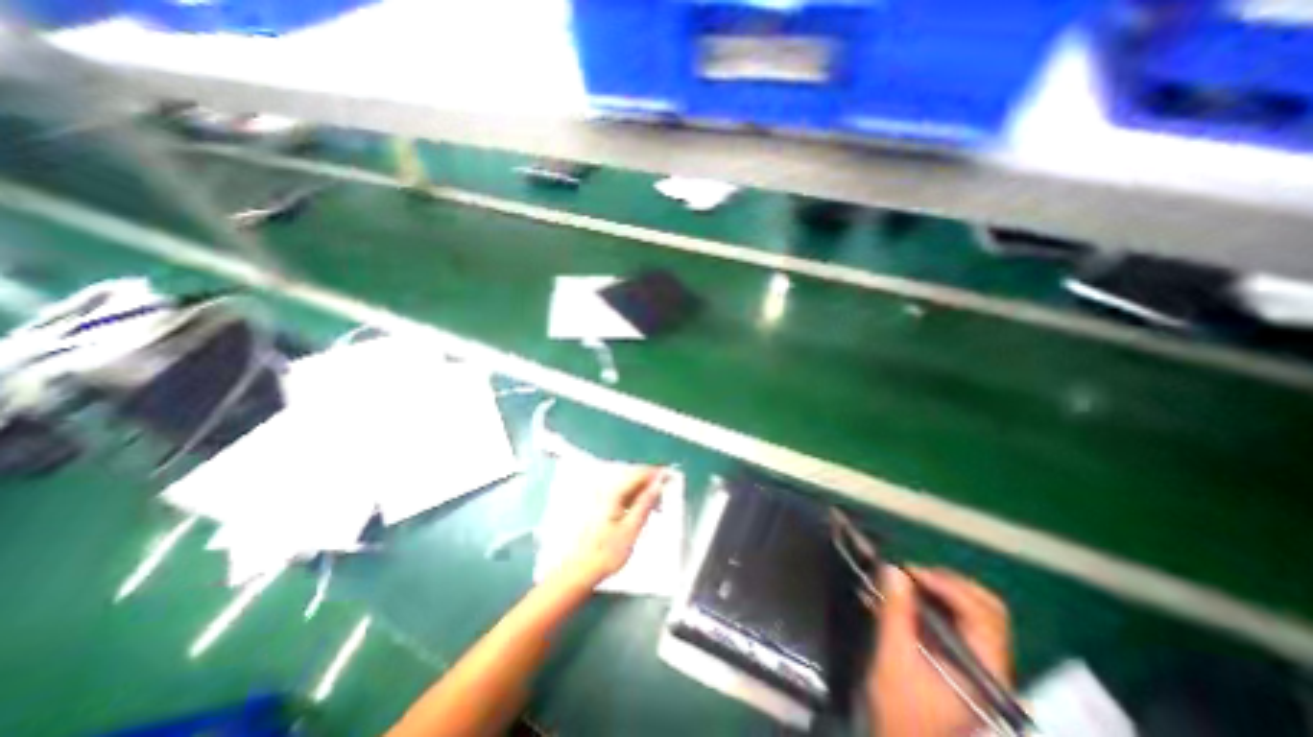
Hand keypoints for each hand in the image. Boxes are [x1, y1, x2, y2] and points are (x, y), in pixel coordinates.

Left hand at [554, 470, 668, 588]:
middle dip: (650, 481)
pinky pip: (621, 493)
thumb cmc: (605, 553)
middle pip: (632, 476)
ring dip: (642, 490)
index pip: (638, 473)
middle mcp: (604, 490)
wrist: (580, 570)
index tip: (670, 475)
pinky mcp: (599, 505)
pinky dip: (633, 497)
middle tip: (666, 490)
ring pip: (627, 485)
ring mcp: (600, 497)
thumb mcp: (632, 529)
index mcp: (612, 493)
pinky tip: (640, 509)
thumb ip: (646, 503)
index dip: (656, 473)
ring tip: (656, 505)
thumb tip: (658, 485)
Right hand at [870, 565, 1014, 735]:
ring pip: (974, 613)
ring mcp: (979, 665)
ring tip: (905, 583)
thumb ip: (896, 612)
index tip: (908, 572)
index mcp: (985, 670)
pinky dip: (934, 604)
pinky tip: (907, 600)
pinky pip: (959, 623)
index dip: (945, 585)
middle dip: (947, 583)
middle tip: (911, 574)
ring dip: (940, 591)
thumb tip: (893, 570)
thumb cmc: (901, 709)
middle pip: (986, 609)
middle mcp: (992, 666)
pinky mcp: (963, 664)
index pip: (981, 613)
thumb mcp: (893, 657)